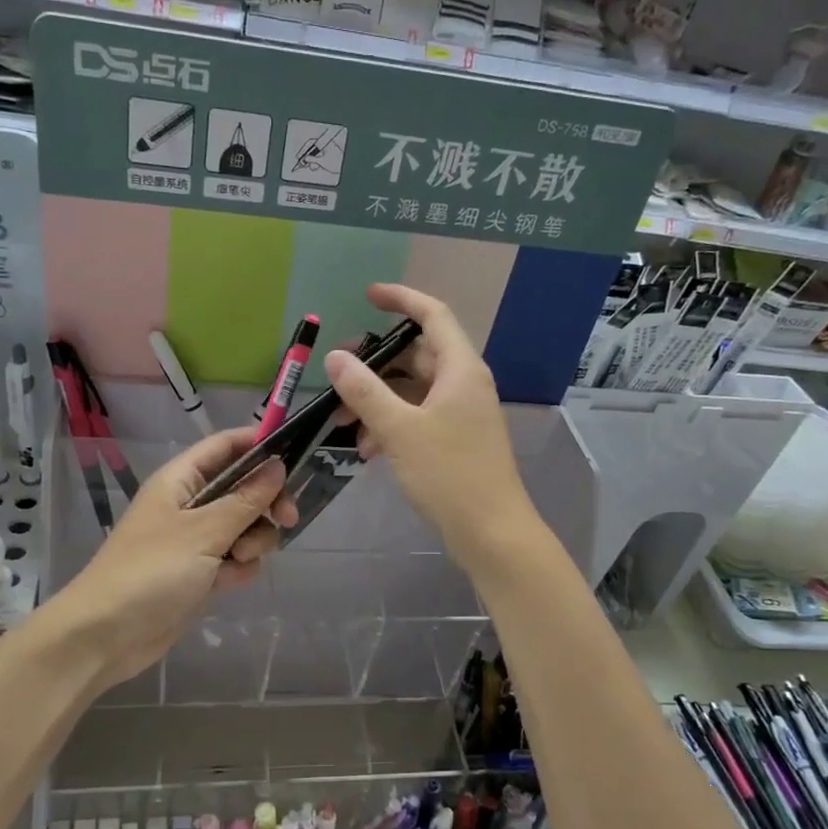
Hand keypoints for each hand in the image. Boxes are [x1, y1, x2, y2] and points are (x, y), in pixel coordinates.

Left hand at [46, 427, 297, 687]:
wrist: (106, 635)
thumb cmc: (151, 572)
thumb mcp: (204, 532)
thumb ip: (245, 499)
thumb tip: (277, 464)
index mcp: (181, 480)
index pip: (225, 446)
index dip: (258, 444)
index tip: (293, 457)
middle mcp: (189, 504)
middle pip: (243, 487)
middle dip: (266, 502)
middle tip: (287, 518)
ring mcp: (195, 539)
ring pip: (245, 526)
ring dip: (253, 541)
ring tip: (238, 560)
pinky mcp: (200, 572)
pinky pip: (235, 558)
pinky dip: (239, 568)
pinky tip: (227, 583)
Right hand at [324, 283, 530, 557]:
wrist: (491, 532)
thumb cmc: (449, 474)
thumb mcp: (400, 430)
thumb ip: (365, 391)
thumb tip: (336, 357)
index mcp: (460, 369)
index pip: (432, 315)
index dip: (402, 299)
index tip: (368, 296)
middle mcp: (464, 383)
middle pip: (417, 355)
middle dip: (374, 363)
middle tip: (337, 375)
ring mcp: (461, 413)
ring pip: (412, 390)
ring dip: (376, 400)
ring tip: (342, 423)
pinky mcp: (455, 440)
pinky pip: (417, 417)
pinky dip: (391, 424)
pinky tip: (366, 449)